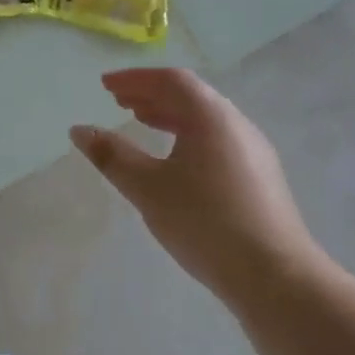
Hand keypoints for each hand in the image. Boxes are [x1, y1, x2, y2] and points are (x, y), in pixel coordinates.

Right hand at [70, 68, 328, 299]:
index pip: (171, 81)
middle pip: (190, 96)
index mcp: (211, 117)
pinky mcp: (259, 177)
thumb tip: (79, 130)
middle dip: (151, 94)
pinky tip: (174, 159)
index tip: (105, 85)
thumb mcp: (148, 188)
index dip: (135, 79)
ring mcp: (253, 151)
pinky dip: (187, 135)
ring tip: (141, 121)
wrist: (275, 275)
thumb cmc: (205, 222)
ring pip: (205, 119)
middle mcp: (236, 125)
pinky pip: (216, 140)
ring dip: (170, 115)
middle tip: (118, 100)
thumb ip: (112, 156)